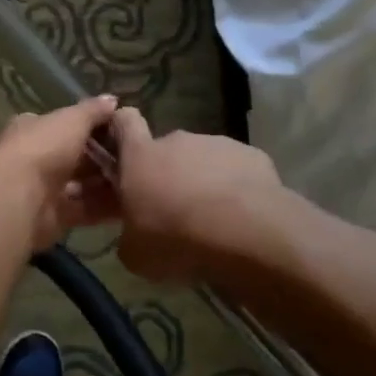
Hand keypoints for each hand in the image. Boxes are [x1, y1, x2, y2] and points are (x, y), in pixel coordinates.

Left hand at [0, 94, 122, 251]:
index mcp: (34, 129)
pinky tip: (131, 204)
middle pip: (74, 156)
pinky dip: (105, 207)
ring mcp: (43, 189)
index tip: (119, 128)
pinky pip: (85, 209)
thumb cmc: (44, 148)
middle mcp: (36, 157)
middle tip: (136, 157)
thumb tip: (112, 99)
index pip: (63, 124)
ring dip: (107, 183)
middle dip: (102, 157)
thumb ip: (92, 111)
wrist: (19, 198)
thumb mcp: (72, 120)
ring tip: (139, 180)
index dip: (89, 125)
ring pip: (81, 184)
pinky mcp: (54, 216)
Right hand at [111, 108, 282, 285]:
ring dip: (203, 181)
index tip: (125, 150)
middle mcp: (177, 141)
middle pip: (167, 149)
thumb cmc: (177, 240)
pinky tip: (242, 217)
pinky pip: (236, 169)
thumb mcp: (136, 254)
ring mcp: (217, 144)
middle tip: (175, 210)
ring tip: (213, 219)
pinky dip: (236, 187)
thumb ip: (130, 234)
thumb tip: (135, 235)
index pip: (124, 122)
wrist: (247, 235)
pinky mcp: (252, 155)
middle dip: (169, 173)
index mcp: (141, 156)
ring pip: (203, 159)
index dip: (122, 130)